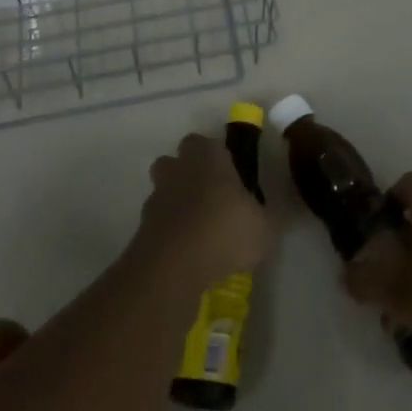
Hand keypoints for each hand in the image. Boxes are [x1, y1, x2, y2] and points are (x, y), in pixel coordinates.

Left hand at [134, 133, 271, 287]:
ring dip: (176, 204)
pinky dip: (168, 233)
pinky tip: (186, 254)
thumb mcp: (265, 228)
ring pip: (164, 191)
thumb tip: (270, 217)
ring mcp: (156, 197)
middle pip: (176, 162)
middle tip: (210, 199)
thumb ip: (266, 218)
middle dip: (188, 175)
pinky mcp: (142, 228)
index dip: (216, 158)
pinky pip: (158, 223)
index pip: (206, 143)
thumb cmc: (225, 232)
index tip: (229, 177)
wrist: (174, 267)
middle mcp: (178, 168)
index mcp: (207, 156)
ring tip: (198, 230)